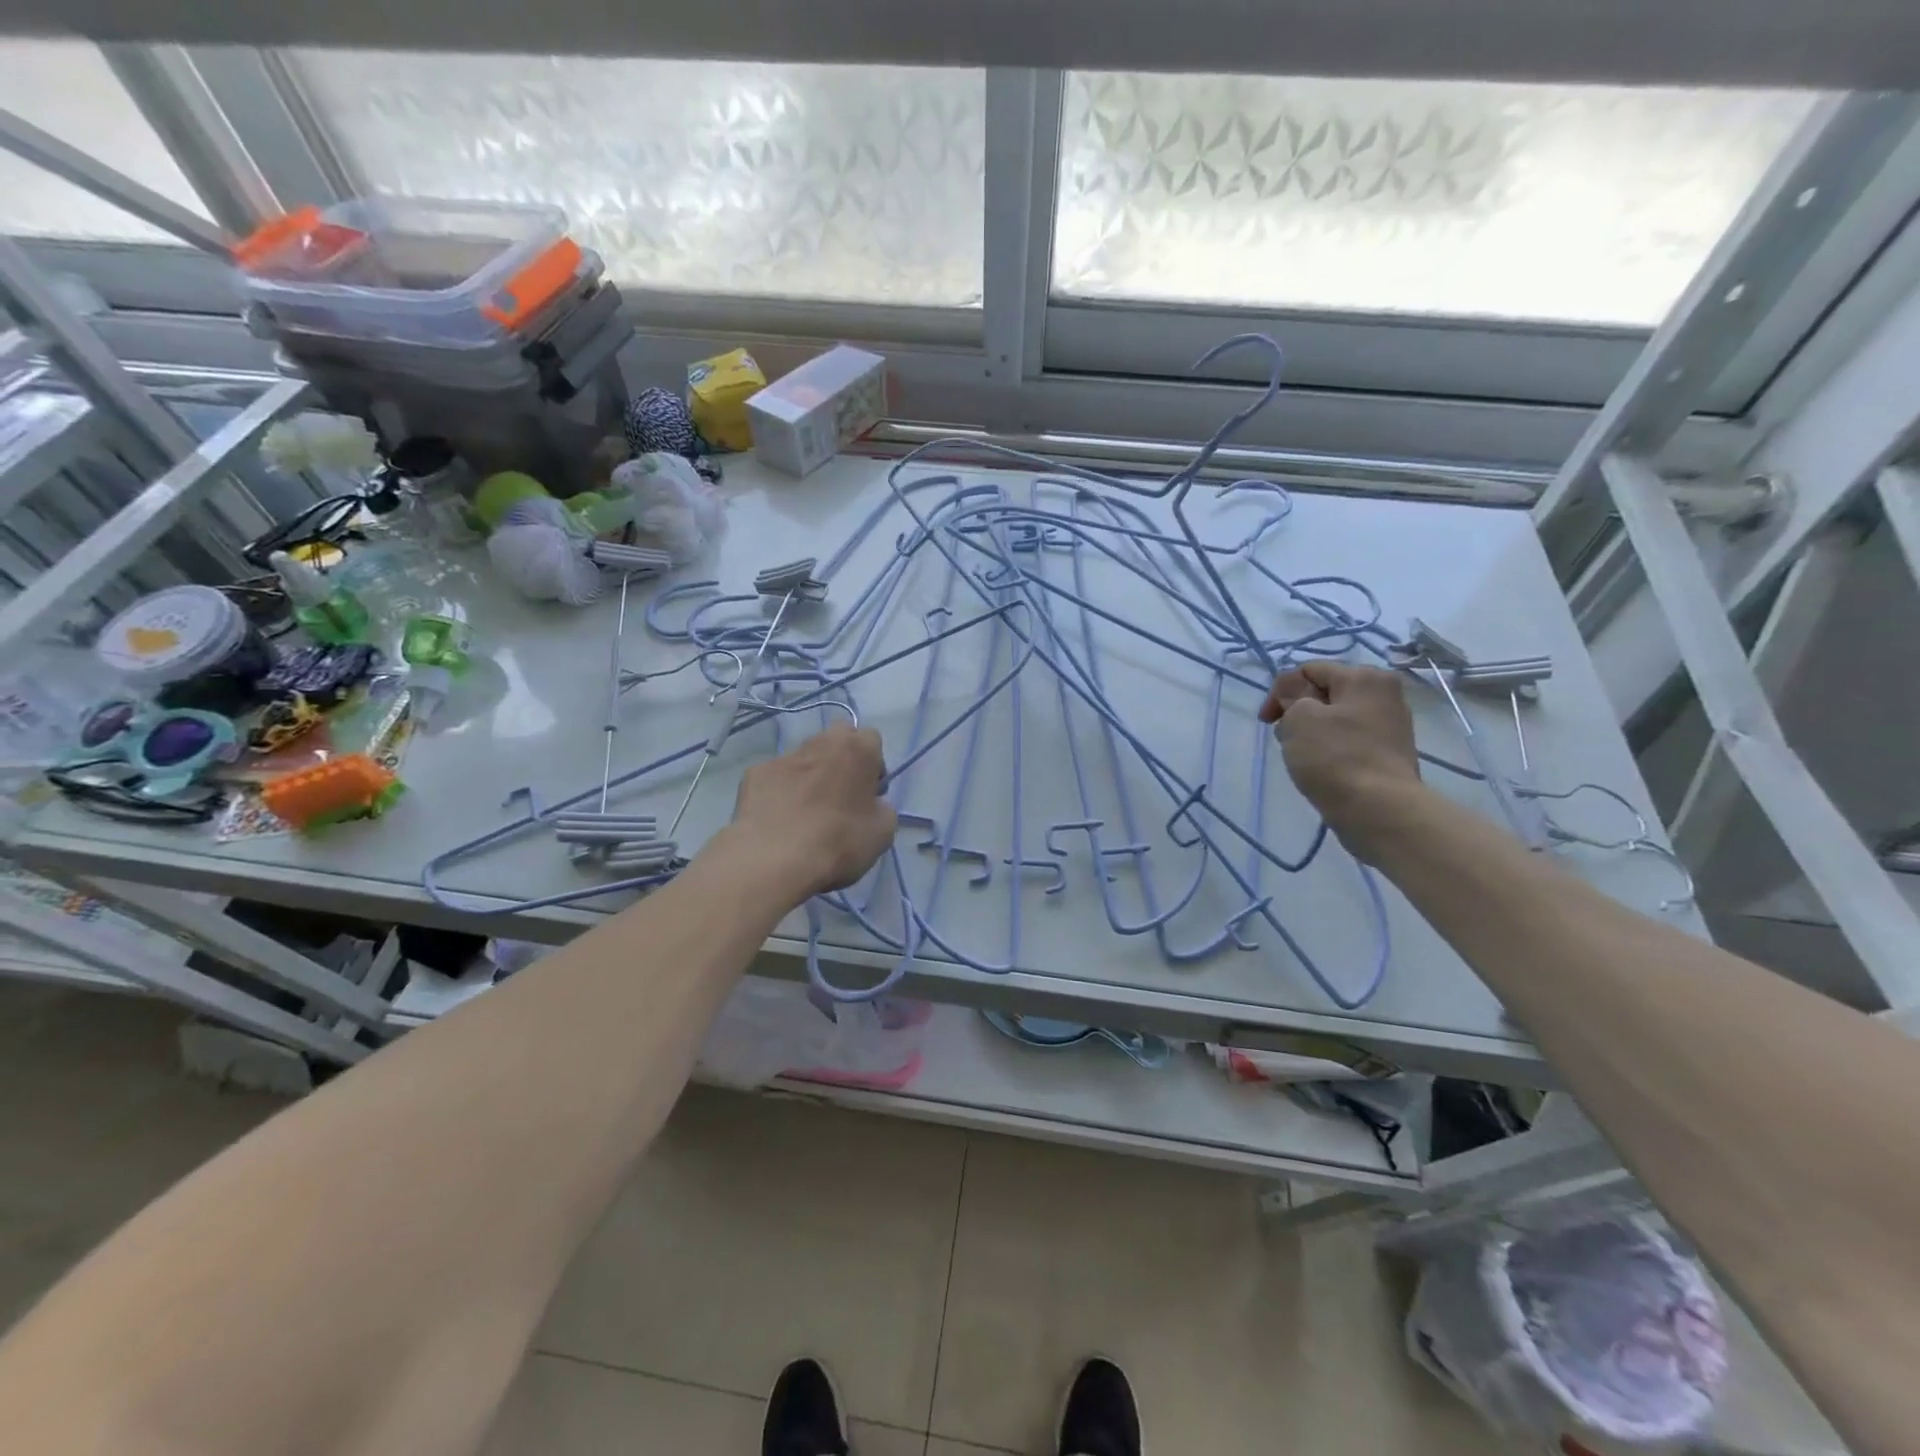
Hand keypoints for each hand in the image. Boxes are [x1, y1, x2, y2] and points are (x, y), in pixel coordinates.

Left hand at [726, 724, 897, 900]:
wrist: (773, 858)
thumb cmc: (838, 842)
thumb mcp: (882, 833)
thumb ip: (883, 809)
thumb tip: (872, 805)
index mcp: (856, 750)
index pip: (871, 738)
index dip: (873, 765)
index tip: (869, 793)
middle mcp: (820, 743)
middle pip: (836, 739)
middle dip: (841, 758)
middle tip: (840, 795)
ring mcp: (783, 757)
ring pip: (804, 757)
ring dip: (809, 775)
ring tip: (805, 812)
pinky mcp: (754, 774)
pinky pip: (775, 778)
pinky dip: (780, 792)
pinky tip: (779, 820)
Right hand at [1259, 662, 1422, 861]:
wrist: (1379, 811)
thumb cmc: (1335, 757)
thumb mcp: (1299, 717)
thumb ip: (1291, 695)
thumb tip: (1296, 693)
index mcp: (1365, 677)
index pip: (1309, 671)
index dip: (1280, 692)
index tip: (1267, 721)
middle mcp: (1384, 695)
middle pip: (1324, 694)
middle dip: (1297, 712)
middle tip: (1285, 739)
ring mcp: (1390, 726)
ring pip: (1334, 719)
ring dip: (1311, 733)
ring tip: (1302, 758)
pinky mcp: (1387, 754)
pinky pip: (1348, 742)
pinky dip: (1329, 750)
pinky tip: (1321, 769)